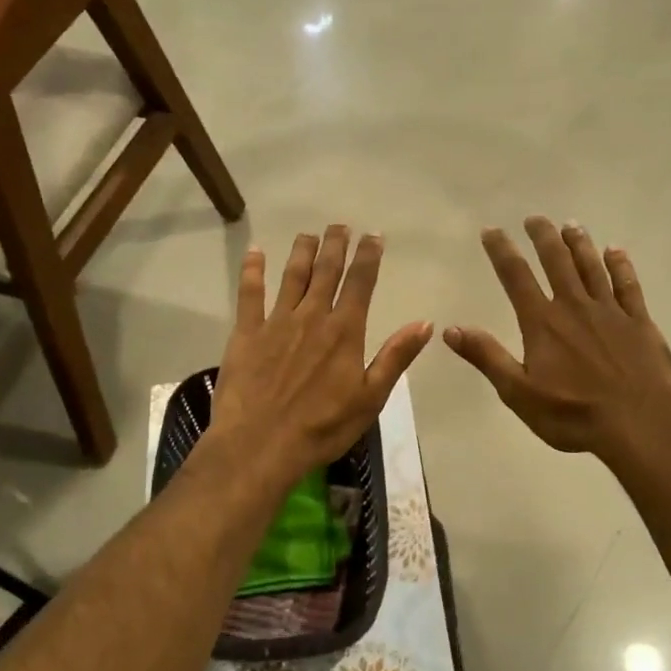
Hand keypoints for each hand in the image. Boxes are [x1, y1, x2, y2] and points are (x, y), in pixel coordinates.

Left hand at [210, 225, 432, 485]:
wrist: (261, 445)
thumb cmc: (323, 428)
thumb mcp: (371, 398)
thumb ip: (395, 357)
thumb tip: (425, 323)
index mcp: (345, 331)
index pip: (361, 283)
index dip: (368, 256)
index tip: (373, 236)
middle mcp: (312, 316)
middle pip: (326, 271)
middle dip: (336, 245)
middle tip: (341, 225)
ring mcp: (276, 322)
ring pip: (292, 276)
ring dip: (302, 251)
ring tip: (309, 234)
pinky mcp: (245, 333)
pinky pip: (249, 294)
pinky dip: (253, 270)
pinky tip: (255, 252)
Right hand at [446, 217, 670, 461]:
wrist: (642, 423)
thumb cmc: (574, 414)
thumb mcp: (519, 392)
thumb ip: (487, 357)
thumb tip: (450, 329)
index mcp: (542, 323)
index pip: (516, 277)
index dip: (502, 251)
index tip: (492, 231)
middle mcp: (575, 307)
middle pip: (556, 262)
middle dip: (543, 237)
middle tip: (534, 218)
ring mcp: (610, 312)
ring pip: (591, 267)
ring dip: (579, 244)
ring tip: (570, 225)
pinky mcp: (640, 322)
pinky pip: (628, 285)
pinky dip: (620, 265)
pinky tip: (616, 251)